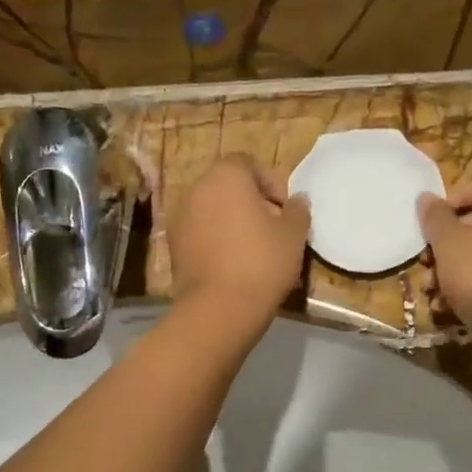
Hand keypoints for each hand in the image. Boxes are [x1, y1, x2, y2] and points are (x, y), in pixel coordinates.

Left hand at [170, 155, 310, 326]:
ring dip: (231, 222)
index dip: (270, 182)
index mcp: (226, 176)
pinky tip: (232, 265)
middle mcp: (197, 189)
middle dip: (250, 202)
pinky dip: (215, 241)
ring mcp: (180, 218)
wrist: (219, 308)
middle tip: (271, 228)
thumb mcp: (293, 235)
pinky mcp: (173, 247)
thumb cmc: (262, 262)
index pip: (248, 163)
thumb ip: (297, 210)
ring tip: (253, 249)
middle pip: (227, 186)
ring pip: (212, 211)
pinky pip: (200, 233)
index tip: (284, 209)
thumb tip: (297, 200)